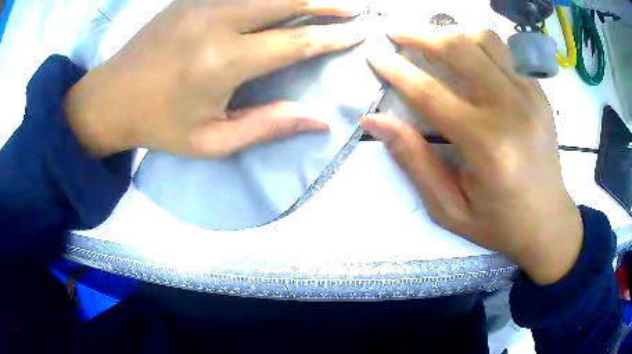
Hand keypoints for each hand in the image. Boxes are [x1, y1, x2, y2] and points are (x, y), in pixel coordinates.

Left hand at [65, 0, 365, 157]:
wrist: (110, 97)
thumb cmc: (158, 124)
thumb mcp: (210, 141)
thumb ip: (267, 127)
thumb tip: (320, 119)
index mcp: (222, 62)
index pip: (294, 42)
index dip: (332, 37)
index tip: (360, 32)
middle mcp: (216, 22)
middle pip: (286, 0)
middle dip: (327, 3)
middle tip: (356, 7)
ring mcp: (202, 3)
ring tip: (328, 0)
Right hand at [361, 30, 582, 284]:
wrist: (548, 221)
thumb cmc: (498, 223)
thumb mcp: (449, 208)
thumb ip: (414, 160)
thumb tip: (375, 121)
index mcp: (487, 146)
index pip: (431, 93)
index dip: (397, 70)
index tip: (375, 55)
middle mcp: (511, 110)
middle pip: (460, 49)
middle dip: (420, 34)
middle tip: (395, 31)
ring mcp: (530, 96)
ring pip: (485, 39)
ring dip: (451, 32)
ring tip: (431, 38)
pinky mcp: (539, 93)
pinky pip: (506, 51)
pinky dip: (479, 42)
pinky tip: (466, 52)